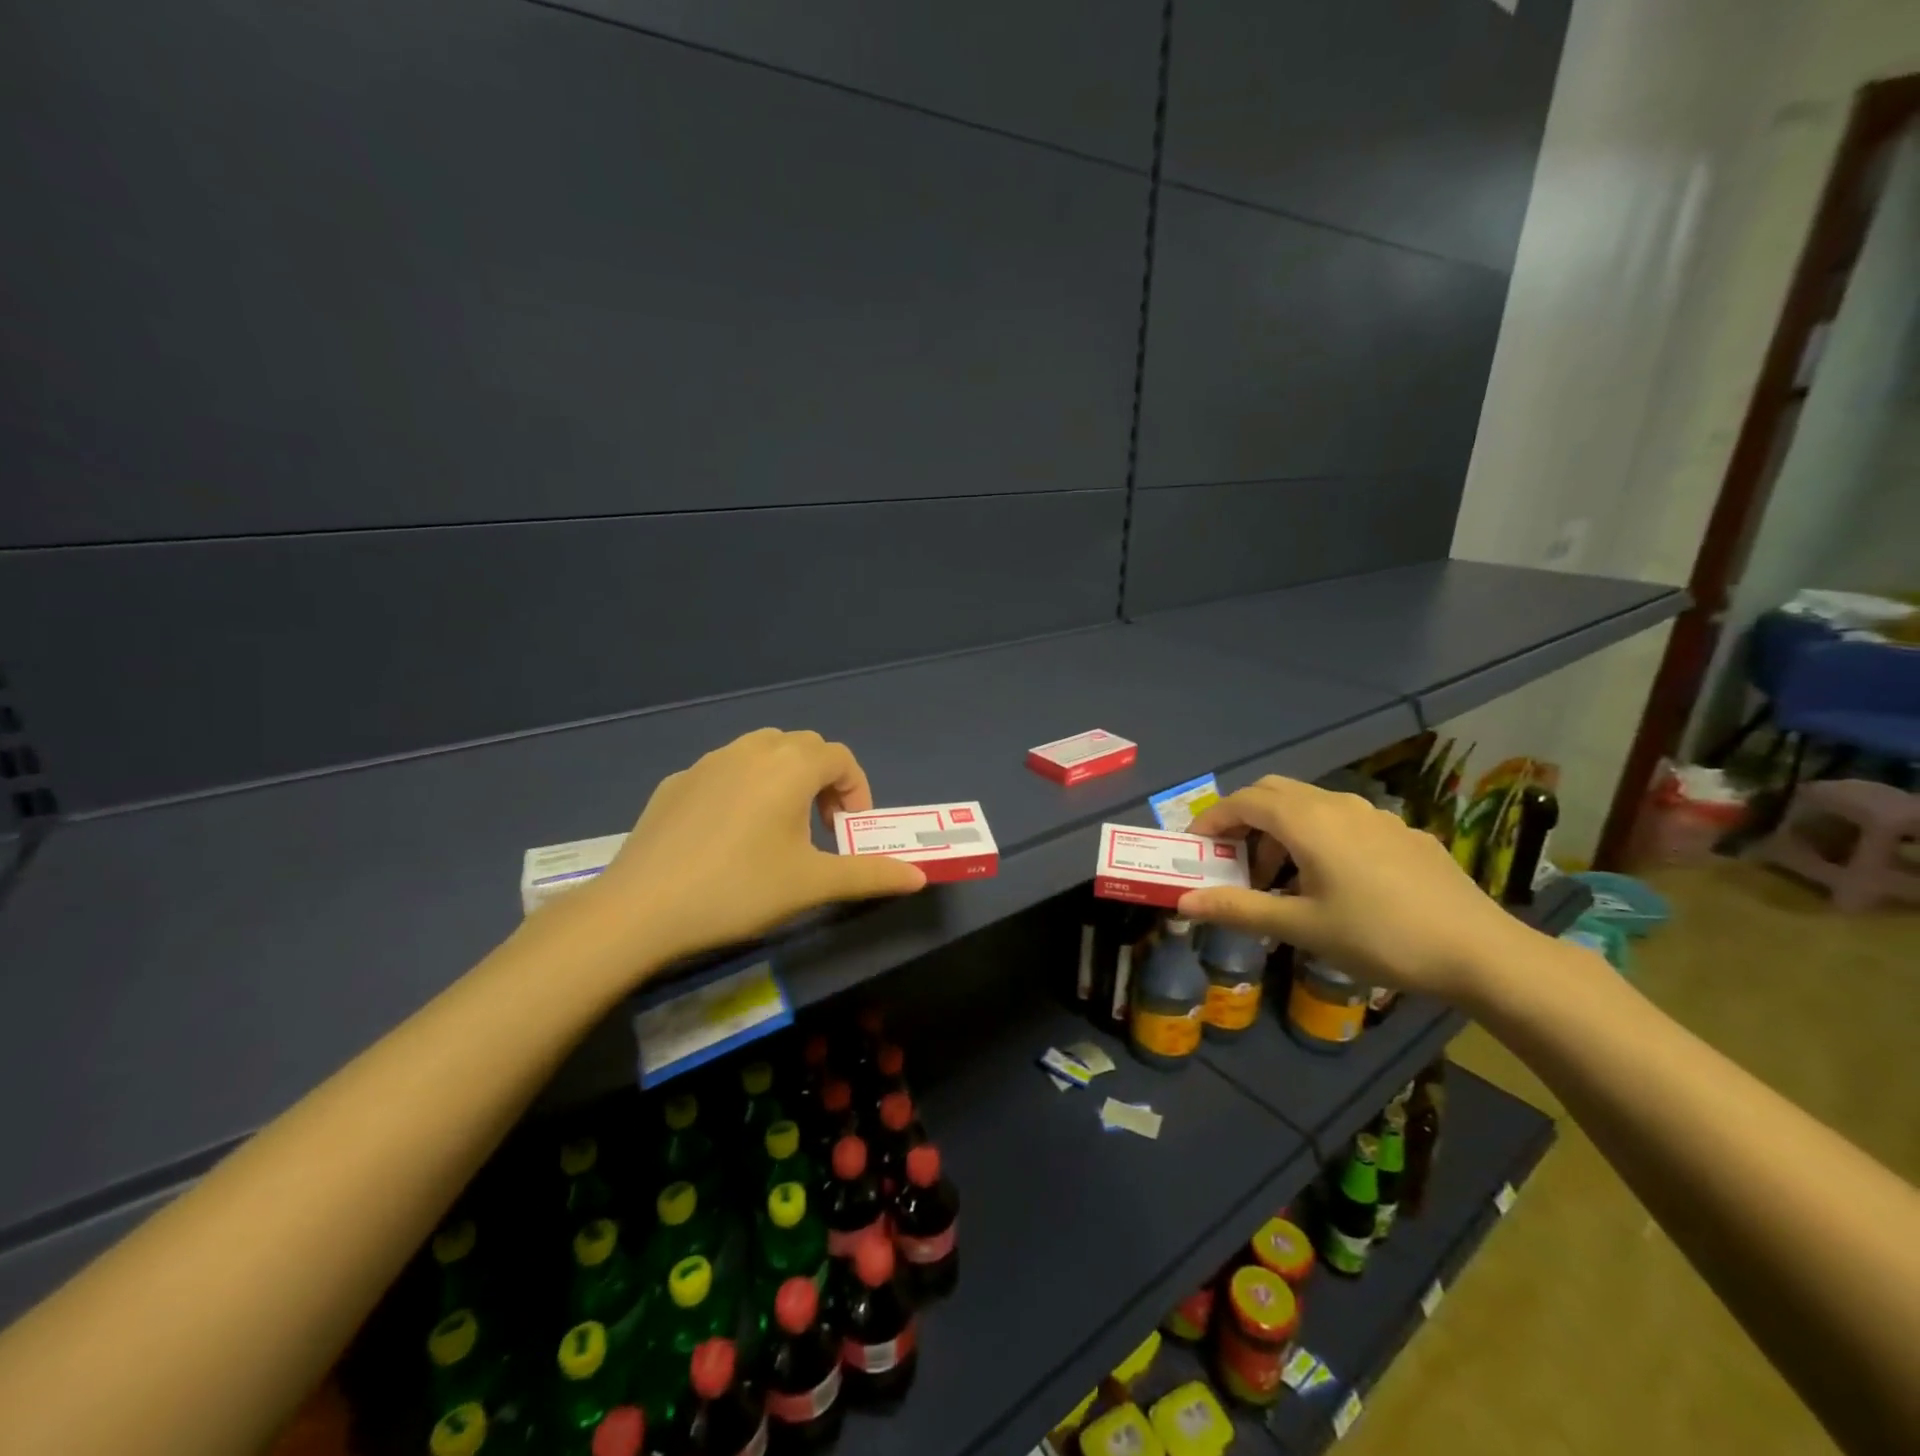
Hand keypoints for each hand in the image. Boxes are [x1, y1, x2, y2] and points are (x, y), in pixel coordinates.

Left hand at [559, 729, 926, 974]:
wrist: (640, 909)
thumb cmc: (739, 890)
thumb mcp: (812, 884)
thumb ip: (870, 874)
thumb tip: (919, 877)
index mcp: (790, 767)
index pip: (840, 758)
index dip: (857, 790)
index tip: (850, 832)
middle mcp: (750, 751)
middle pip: (802, 747)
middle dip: (822, 781)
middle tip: (821, 828)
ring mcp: (707, 763)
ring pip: (760, 752)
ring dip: (783, 778)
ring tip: (778, 827)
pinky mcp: (675, 783)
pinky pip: (724, 772)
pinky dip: (742, 789)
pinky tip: (727, 836)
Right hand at [1178, 776, 1526, 1000]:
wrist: (1481, 952)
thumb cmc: (1379, 937)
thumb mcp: (1301, 927)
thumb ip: (1238, 908)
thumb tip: (1183, 902)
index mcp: (1308, 821)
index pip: (1243, 801)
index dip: (1212, 819)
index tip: (1197, 847)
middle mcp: (1338, 805)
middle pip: (1273, 792)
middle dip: (1244, 819)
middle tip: (1233, 859)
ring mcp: (1375, 815)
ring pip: (1310, 804)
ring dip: (1281, 829)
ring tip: (1280, 878)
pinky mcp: (1402, 832)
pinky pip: (1344, 820)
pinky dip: (1317, 836)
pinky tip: (1333, 881)